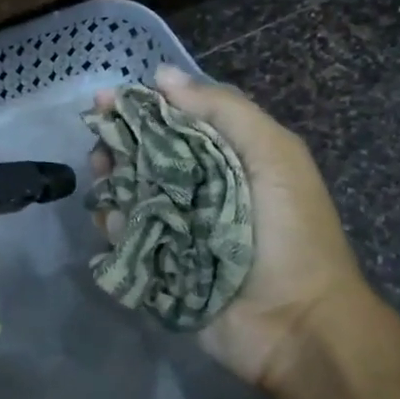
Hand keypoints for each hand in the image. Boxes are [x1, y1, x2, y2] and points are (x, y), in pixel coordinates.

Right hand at [92, 64, 381, 393]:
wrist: (298, 324)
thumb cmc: (291, 232)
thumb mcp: (273, 155)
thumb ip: (224, 110)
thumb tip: (162, 74)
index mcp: (229, 158)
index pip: (177, 121)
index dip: (142, 108)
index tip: (107, 101)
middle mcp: (200, 189)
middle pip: (147, 157)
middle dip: (119, 146)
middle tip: (101, 147)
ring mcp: (179, 230)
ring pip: (132, 196)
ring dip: (112, 183)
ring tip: (102, 180)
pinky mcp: (161, 267)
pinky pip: (128, 240)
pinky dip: (116, 227)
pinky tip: (113, 221)